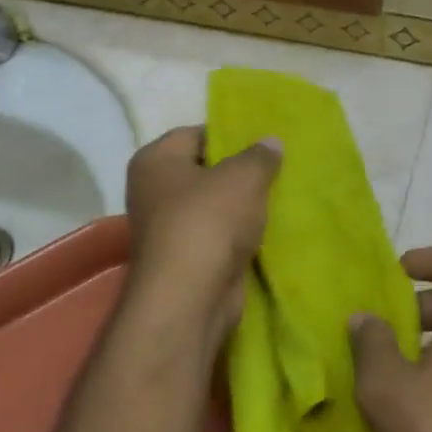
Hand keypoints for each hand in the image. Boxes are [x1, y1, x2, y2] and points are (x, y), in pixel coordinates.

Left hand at [123, 127, 281, 342]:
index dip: (229, 135)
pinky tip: (268, 231)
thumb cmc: (209, 221)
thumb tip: (271, 142)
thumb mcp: (243, 177)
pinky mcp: (185, 260)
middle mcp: (152, 191)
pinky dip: (238, 235)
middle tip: (276, 169)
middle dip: (238, 172)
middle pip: (203, 171)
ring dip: (241, 207)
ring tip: (278, 198)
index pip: (194, 134)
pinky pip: (217, 236)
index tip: (262, 144)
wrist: (190, 297)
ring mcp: (167, 229)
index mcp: (154, 160)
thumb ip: (259, 156)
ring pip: (212, 207)